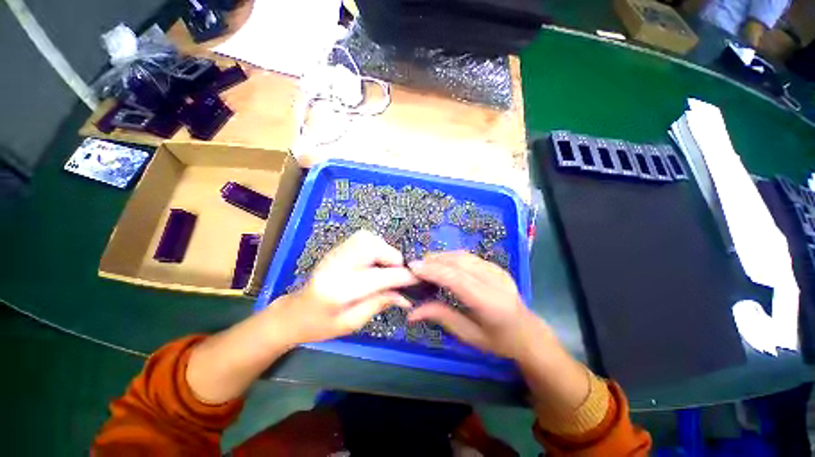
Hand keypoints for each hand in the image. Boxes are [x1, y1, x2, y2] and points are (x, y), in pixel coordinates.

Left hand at [268, 230, 417, 344]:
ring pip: (368, 238)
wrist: (294, 313)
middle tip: (398, 273)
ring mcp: (335, 253)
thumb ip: (379, 304)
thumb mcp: (352, 323)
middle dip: (392, 258)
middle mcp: (336, 265)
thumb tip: (406, 296)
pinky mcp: (337, 249)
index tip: (418, 279)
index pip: (378, 277)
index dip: (402, 277)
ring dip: (384, 250)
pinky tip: (376, 261)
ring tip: (387, 267)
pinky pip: (363, 238)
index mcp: (338, 290)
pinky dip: (376, 246)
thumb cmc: (320, 325)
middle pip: (372, 247)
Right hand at [408, 251, 590, 410]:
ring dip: (442, 256)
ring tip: (426, 263)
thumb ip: (441, 317)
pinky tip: (443, 263)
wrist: (528, 333)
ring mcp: (498, 271)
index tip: (413, 268)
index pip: (457, 279)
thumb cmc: (498, 341)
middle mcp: (495, 281)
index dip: (433, 270)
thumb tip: (411, 313)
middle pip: (459, 262)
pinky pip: (470, 257)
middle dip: (434, 260)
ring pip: (464, 256)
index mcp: (490, 303)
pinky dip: (452, 257)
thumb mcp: (468, 335)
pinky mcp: (497, 267)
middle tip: (416, 266)